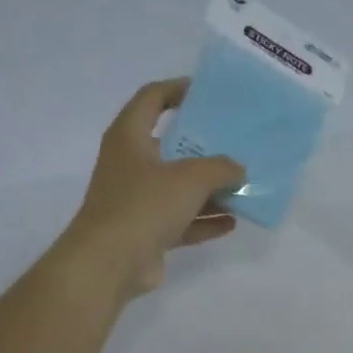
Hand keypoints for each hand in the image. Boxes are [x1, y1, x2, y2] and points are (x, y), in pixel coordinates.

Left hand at [56, 78, 244, 299]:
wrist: (110, 263)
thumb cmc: (145, 205)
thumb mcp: (191, 178)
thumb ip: (221, 168)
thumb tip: (239, 170)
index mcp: (130, 137)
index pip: (151, 99)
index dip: (177, 89)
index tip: (207, 93)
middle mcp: (130, 164)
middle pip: (171, 146)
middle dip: (204, 146)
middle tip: (236, 142)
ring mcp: (137, 200)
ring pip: (178, 187)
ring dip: (209, 189)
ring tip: (242, 185)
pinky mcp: (146, 232)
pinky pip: (181, 220)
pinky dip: (204, 220)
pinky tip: (233, 222)